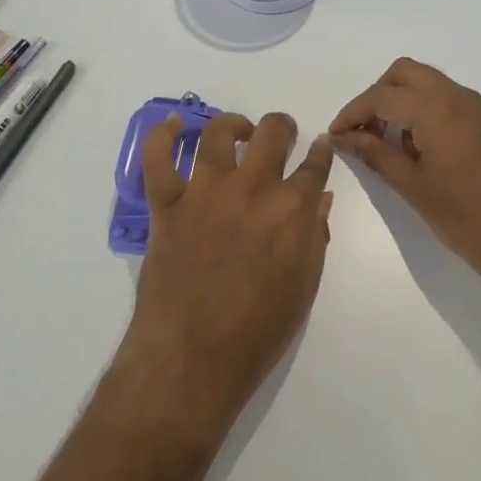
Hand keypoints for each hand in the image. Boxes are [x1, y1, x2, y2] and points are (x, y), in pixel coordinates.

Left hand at [126, 111, 334, 429]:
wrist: (194, 356)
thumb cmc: (258, 331)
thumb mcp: (303, 287)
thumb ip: (314, 236)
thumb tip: (320, 200)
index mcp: (292, 210)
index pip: (315, 166)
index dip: (320, 152)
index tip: (320, 146)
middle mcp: (252, 188)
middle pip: (272, 134)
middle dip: (282, 127)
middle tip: (280, 135)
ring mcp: (205, 192)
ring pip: (218, 135)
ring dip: (232, 124)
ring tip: (238, 130)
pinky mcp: (167, 205)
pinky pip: (159, 159)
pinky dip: (163, 135)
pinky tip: (173, 124)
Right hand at [331, 58, 480, 296]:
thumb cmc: (467, 221)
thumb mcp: (413, 188)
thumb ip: (375, 154)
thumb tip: (342, 137)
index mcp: (438, 110)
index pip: (382, 96)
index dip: (353, 112)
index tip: (337, 134)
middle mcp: (465, 98)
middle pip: (409, 73)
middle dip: (380, 94)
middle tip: (367, 131)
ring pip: (438, 87)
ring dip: (411, 105)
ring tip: (401, 149)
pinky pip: (464, 107)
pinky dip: (440, 118)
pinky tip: (440, 157)